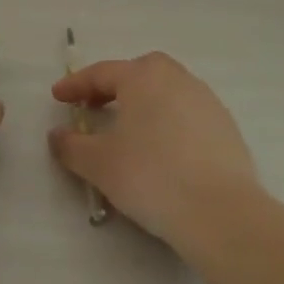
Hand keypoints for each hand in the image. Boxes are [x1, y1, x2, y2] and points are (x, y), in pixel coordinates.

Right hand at [49, 51, 259, 246]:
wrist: (219, 211)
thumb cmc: (150, 176)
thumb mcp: (99, 164)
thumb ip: (72, 146)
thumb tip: (57, 135)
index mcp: (143, 77)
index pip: (102, 72)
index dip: (76, 85)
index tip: (58, 96)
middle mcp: (176, 79)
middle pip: (140, 72)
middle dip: (114, 85)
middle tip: (96, 106)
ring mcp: (206, 100)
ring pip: (167, 90)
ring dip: (144, 102)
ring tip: (129, 128)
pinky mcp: (225, 126)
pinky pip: (187, 112)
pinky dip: (168, 120)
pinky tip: (162, 148)